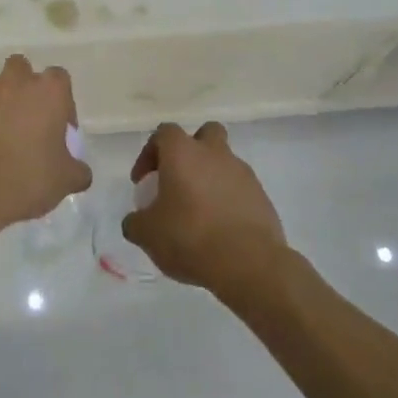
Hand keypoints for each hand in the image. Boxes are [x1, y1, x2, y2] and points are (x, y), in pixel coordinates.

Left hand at [0, 56, 91, 225]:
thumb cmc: (30, 176)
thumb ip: (77, 169)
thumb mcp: (66, 179)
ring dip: (4, 105)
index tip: (61, 130)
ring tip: (8, 138)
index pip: (60, 80)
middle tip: (32, 122)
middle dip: (27, 89)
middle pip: (23, 71)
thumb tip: (79, 171)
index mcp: (47, 90)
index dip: (63, 103)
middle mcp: (16, 83)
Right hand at [123, 121, 287, 299]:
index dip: (149, 153)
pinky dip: (229, 200)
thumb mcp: (147, 234)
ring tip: (199, 211)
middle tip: (179, 179)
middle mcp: (215, 154)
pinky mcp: (262, 197)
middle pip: (205, 133)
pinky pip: (240, 189)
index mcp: (183, 153)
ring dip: (211, 177)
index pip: (164, 133)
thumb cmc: (190, 237)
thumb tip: (135, 222)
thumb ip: (135, 222)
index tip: (143, 181)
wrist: (249, 264)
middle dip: (191, 150)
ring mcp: (243, 173)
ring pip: (225, 162)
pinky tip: (220, 228)